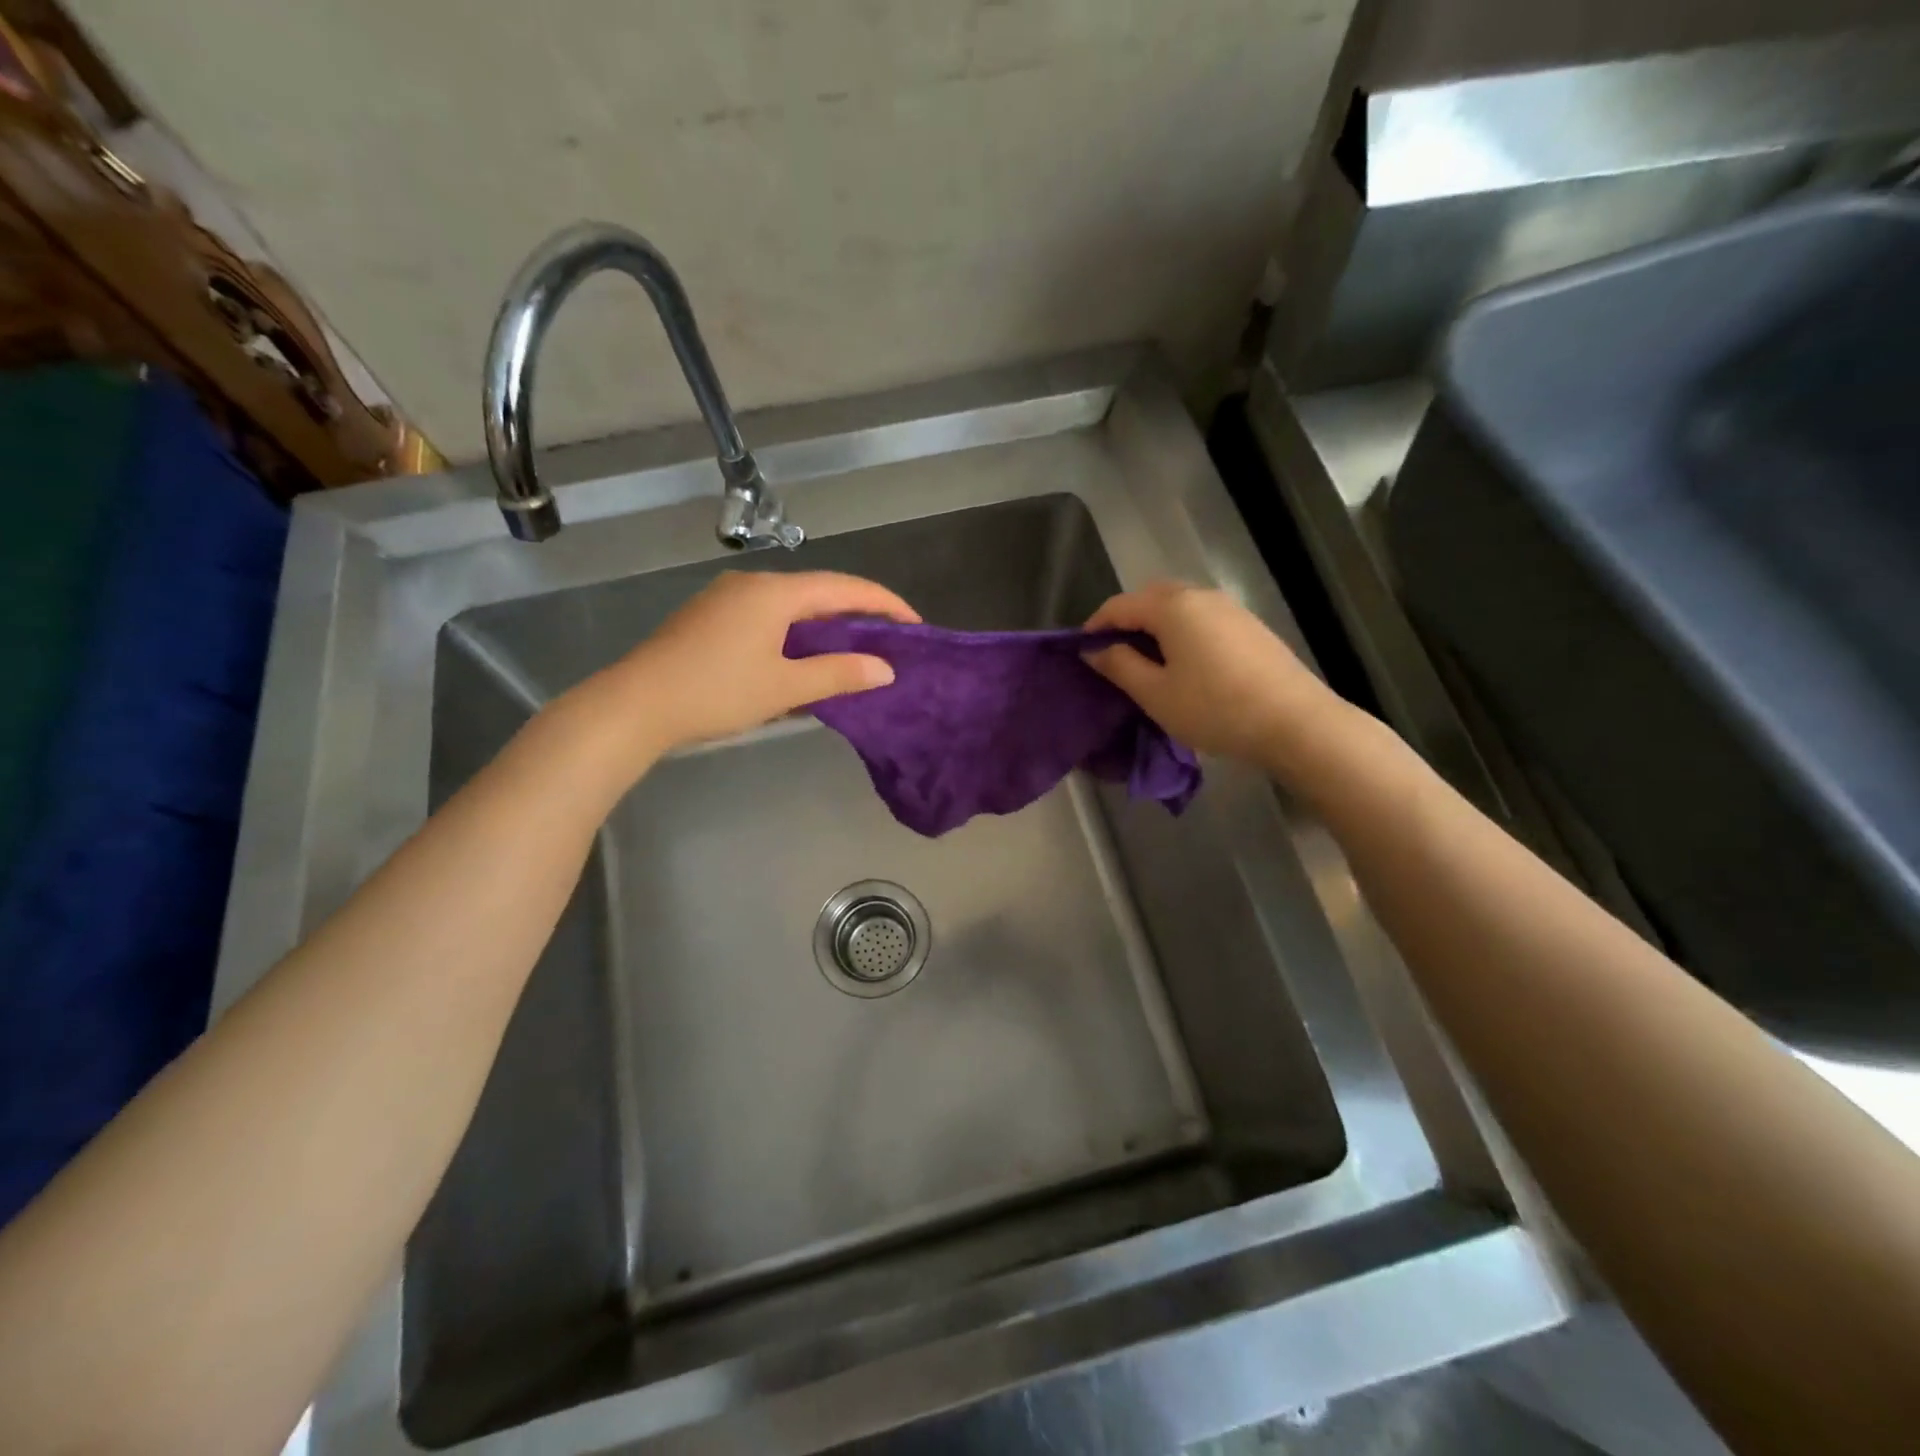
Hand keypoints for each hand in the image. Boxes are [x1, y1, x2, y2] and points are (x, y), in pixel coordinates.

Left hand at [599, 571, 917, 756]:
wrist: (635, 704)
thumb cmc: (716, 692)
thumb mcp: (785, 687)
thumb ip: (838, 674)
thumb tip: (885, 669)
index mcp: (775, 592)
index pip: (844, 588)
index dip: (884, 603)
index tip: (914, 624)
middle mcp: (752, 584)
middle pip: (817, 591)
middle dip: (855, 613)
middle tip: (886, 639)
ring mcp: (726, 598)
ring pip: (790, 605)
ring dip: (823, 625)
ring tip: (850, 651)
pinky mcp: (709, 616)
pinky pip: (766, 616)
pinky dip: (793, 632)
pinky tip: (799, 658)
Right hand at [1084, 580, 1345, 774]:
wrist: (1294, 722)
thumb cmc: (1214, 708)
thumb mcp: (1155, 693)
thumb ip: (1119, 666)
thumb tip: (1094, 650)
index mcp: (1172, 606)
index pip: (1119, 605)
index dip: (1095, 626)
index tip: (1082, 654)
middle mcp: (1200, 596)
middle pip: (1150, 598)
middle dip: (1126, 622)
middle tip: (1114, 658)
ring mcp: (1230, 609)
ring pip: (1179, 608)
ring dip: (1155, 628)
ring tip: (1147, 664)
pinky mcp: (1250, 626)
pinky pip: (1202, 620)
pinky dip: (1182, 633)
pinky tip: (1185, 666)